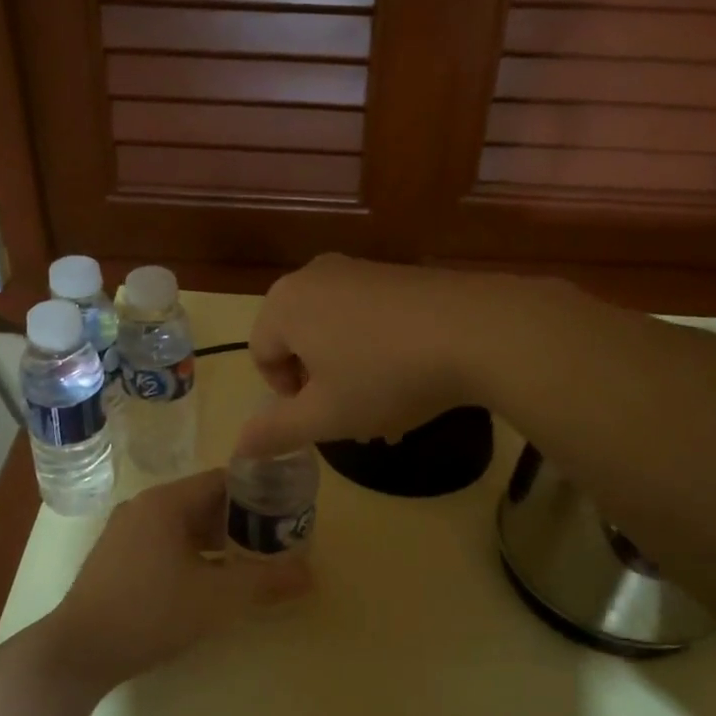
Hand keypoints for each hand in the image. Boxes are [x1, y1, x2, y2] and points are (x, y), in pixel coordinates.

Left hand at [36, 471, 306, 693]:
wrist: (79, 652)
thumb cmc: (151, 612)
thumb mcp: (218, 598)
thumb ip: (266, 582)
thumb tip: (311, 574)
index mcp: (166, 502)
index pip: (223, 480)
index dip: (258, 493)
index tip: (287, 512)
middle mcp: (144, 507)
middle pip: (204, 502)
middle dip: (241, 520)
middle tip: (275, 541)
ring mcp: (125, 532)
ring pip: (183, 525)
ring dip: (217, 540)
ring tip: (250, 562)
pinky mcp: (116, 558)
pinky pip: (164, 542)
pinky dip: (192, 553)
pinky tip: (209, 580)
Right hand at [236, 255, 526, 457]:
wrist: (477, 332)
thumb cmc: (385, 377)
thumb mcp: (325, 417)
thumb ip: (275, 431)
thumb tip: (238, 446)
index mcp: (285, 303)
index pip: (261, 355)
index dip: (286, 395)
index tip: (322, 415)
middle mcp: (314, 276)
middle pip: (299, 341)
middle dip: (320, 384)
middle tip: (352, 414)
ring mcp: (359, 269)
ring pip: (336, 332)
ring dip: (350, 372)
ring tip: (387, 405)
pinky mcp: (398, 273)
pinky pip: (368, 317)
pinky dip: (377, 349)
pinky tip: (411, 376)